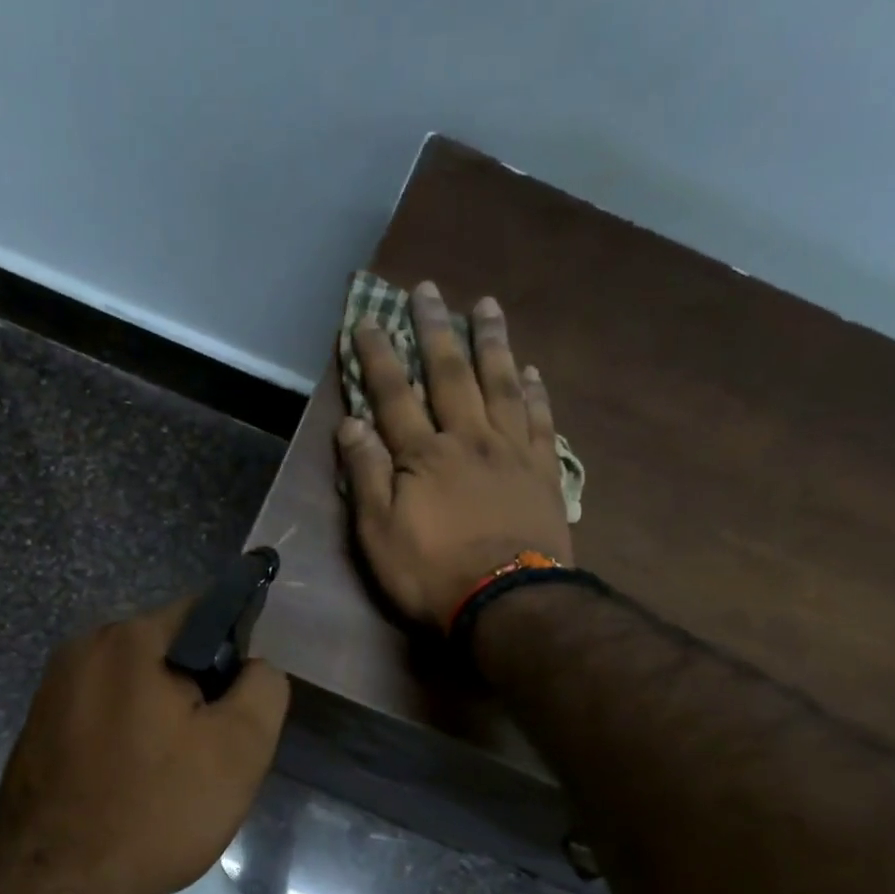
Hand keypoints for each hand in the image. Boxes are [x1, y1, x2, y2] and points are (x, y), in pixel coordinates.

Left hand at [0, 597, 289, 893]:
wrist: (52, 884)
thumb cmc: (154, 809)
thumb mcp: (239, 749)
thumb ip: (263, 688)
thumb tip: (254, 667)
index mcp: (128, 638)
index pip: (204, 612)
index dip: (236, 653)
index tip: (238, 707)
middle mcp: (83, 648)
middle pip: (167, 650)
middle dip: (198, 690)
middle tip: (209, 751)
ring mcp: (53, 688)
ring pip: (136, 685)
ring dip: (162, 716)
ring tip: (172, 774)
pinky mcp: (37, 726)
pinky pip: (103, 713)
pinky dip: (127, 735)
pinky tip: (132, 783)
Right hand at [335, 282, 570, 628]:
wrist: (508, 603)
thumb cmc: (432, 574)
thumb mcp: (379, 535)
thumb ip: (366, 477)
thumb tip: (351, 424)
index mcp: (423, 455)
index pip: (394, 395)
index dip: (377, 356)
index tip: (366, 319)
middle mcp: (468, 439)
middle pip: (450, 375)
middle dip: (435, 330)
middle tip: (428, 289)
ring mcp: (511, 452)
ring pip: (501, 384)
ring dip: (491, 343)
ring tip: (486, 306)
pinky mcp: (543, 471)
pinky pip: (540, 419)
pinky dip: (536, 391)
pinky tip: (532, 369)